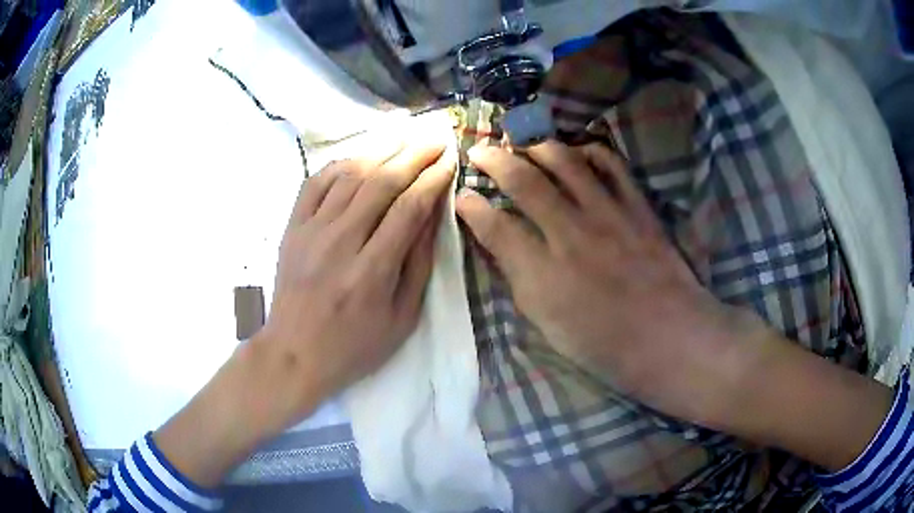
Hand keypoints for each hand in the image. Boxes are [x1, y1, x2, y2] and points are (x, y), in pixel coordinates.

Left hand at [155, 141, 454, 485]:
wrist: (294, 353)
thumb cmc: (354, 346)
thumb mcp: (402, 318)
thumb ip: (418, 264)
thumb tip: (431, 214)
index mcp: (372, 271)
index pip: (409, 207)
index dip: (433, 179)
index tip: (449, 160)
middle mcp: (340, 242)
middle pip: (381, 181)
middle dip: (413, 154)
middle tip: (434, 138)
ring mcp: (311, 231)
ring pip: (349, 174)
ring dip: (381, 149)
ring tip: (404, 135)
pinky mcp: (292, 228)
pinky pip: (315, 182)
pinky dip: (340, 163)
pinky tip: (360, 155)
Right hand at [456, 140, 763, 424]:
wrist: (668, 337)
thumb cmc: (603, 342)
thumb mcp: (548, 324)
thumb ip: (520, 279)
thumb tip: (499, 243)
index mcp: (544, 273)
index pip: (495, 226)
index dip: (471, 207)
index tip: (461, 195)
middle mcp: (572, 233)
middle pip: (524, 181)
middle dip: (494, 160)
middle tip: (480, 151)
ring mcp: (608, 214)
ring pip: (565, 161)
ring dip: (536, 146)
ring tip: (522, 142)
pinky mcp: (637, 207)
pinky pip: (611, 165)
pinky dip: (590, 151)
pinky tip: (578, 151)